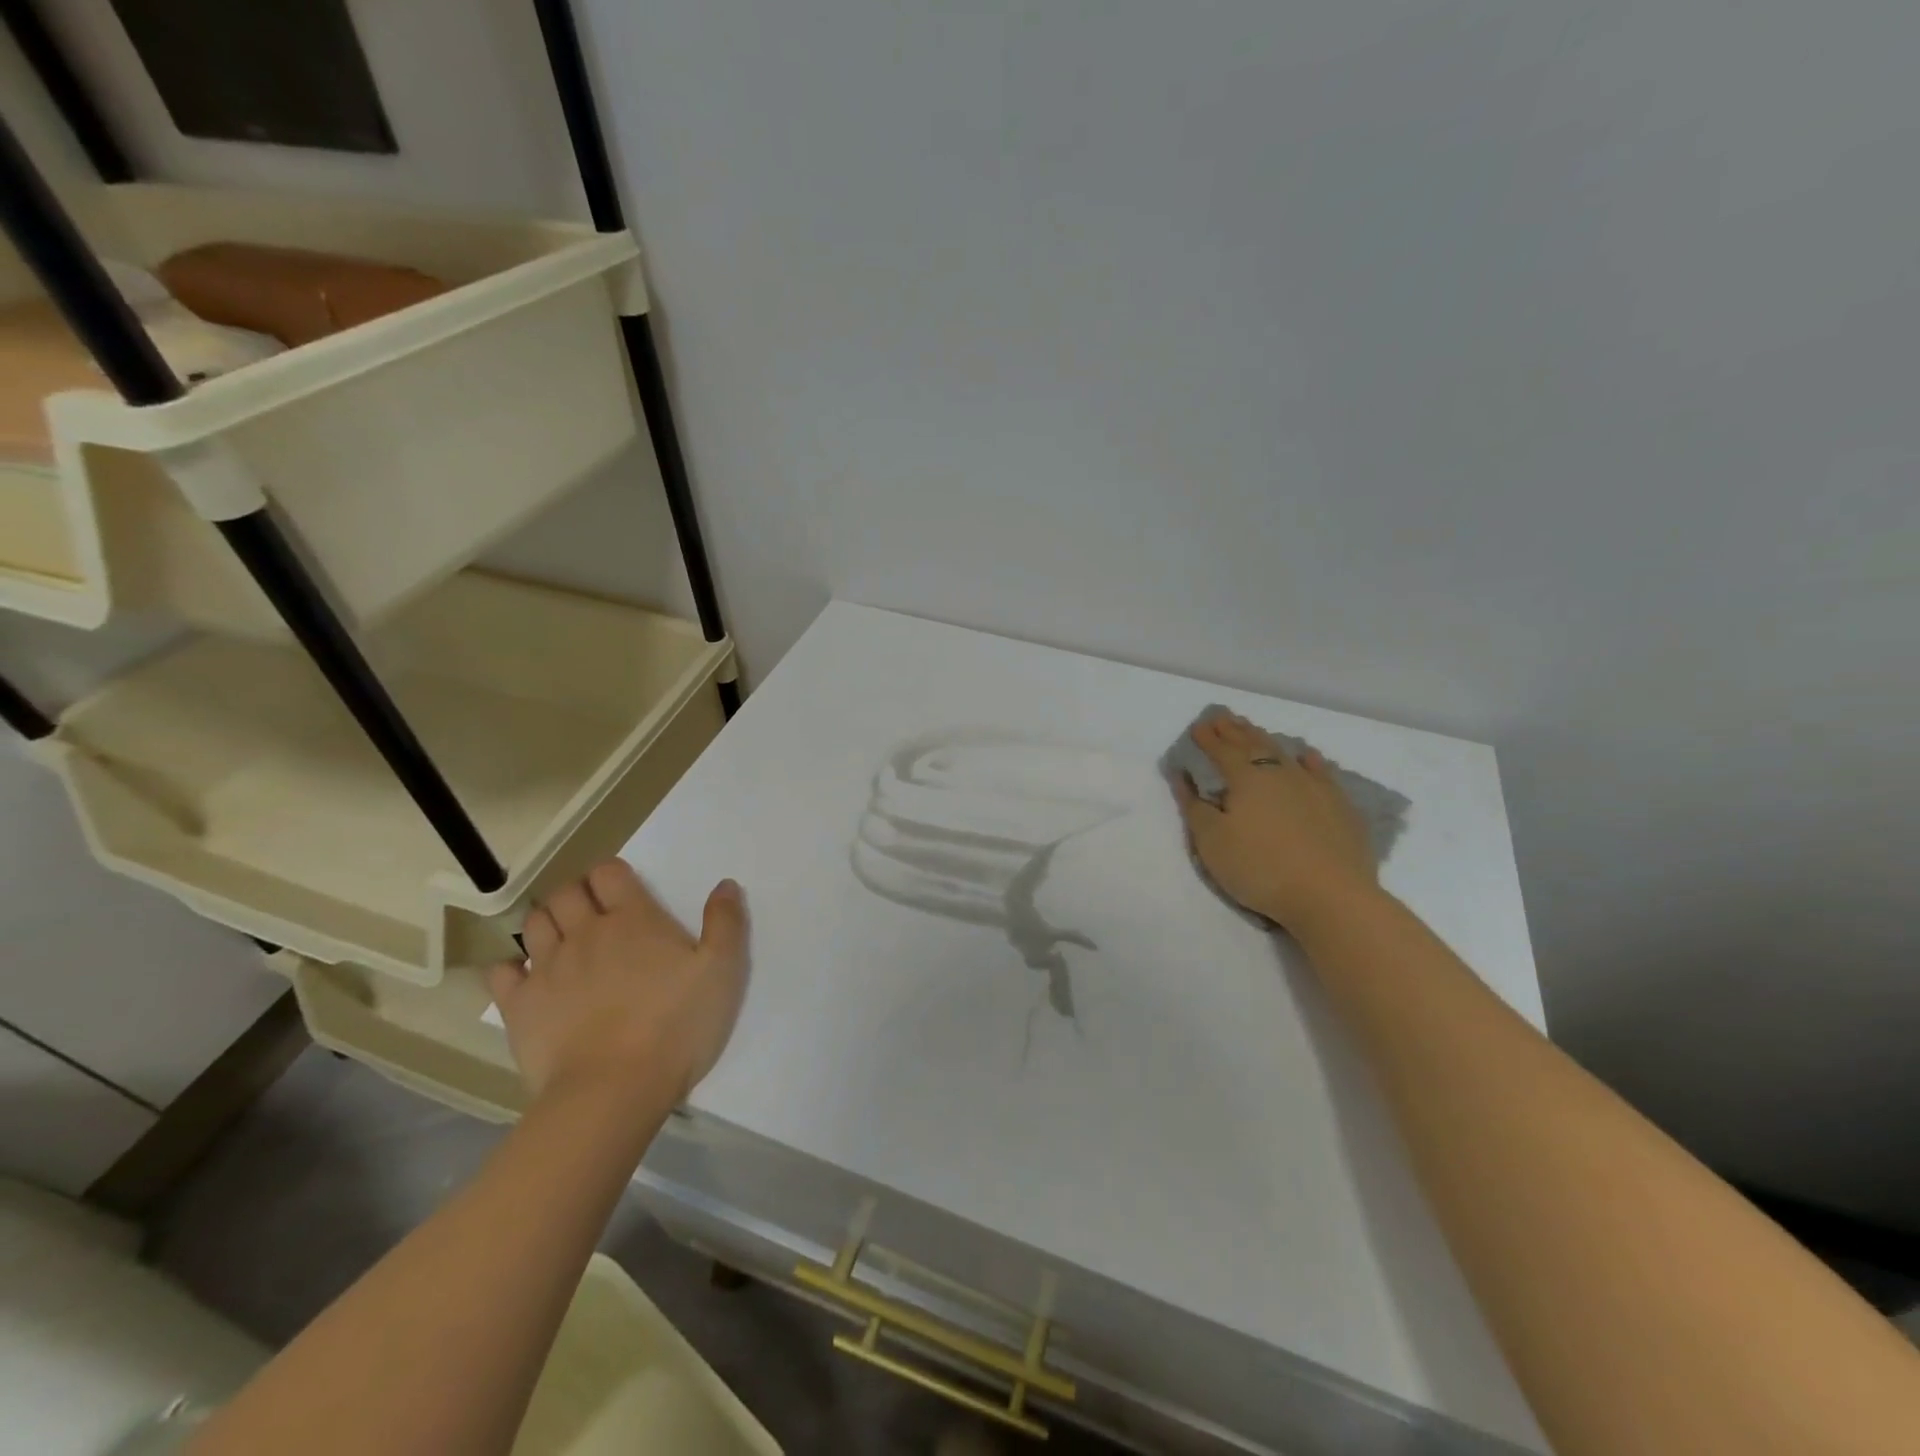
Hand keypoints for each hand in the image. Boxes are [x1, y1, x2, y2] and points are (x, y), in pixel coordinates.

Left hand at [488, 861, 747, 1105]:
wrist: (614, 1090)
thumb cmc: (676, 1026)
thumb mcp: (723, 971)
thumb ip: (726, 923)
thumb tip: (725, 884)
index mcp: (634, 919)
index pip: (609, 873)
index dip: (612, 874)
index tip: (622, 889)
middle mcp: (586, 932)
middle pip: (567, 892)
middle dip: (577, 893)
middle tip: (593, 912)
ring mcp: (547, 968)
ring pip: (534, 923)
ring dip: (547, 921)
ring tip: (562, 938)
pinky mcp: (519, 1006)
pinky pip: (500, 972)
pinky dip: (509, 967)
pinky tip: (523, 976)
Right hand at [1173, 711, 1380, 936]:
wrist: (1330, 896)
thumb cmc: (1260, 868)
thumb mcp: (1212, 842)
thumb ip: (1194, 806)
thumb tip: (1182, 775)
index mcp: (1246, 779)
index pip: (1222, 751)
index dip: (1207, 739)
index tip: (1197, 727)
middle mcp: (1280, 772)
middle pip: (1253, 744)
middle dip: (1234, 730)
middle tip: (1221, 718)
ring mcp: (1314, 786)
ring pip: (1284, 752)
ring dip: (1264, 739)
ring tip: (1252, 729)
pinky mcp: (1339, 804)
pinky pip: (1319, 770)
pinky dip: (1307, 758)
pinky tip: (1304, 755)